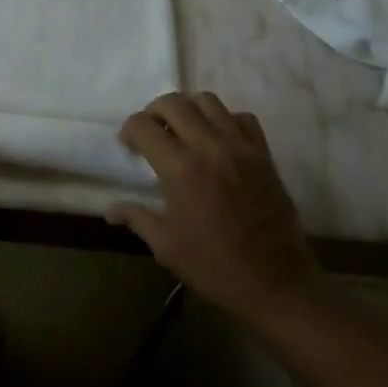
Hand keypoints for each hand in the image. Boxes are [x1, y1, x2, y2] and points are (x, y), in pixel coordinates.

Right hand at [109, 93, 318, 316]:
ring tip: (183, 131)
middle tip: (151, 133)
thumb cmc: (216, 267)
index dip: (129, 130)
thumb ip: (136, 217)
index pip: (143, 125)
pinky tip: (218, 141)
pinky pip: (242, 118)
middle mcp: (209, 146)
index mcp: (180, 168)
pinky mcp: (264, 154)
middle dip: (153, 111)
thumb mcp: (166, 246)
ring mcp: (240, 147)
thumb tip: (109, 208)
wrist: (278, 285)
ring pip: (207, 101)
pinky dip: (225, 120)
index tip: (128, 146)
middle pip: (173, 102)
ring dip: (188, 109)